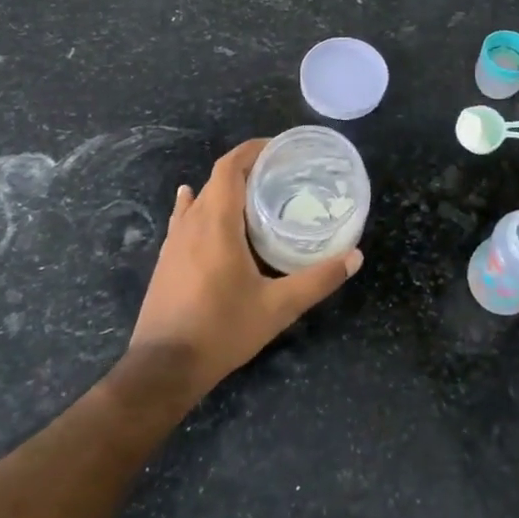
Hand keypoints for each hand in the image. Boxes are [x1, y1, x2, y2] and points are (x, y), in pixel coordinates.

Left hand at [129, 138, 360, 399]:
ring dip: (225, 188)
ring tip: (255, 192)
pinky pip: (184, 218)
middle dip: (247, 168)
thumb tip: (355, 257)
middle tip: (280, 173)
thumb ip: (318, 280)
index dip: (252, 150)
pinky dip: (198, 204)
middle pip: (217, 179)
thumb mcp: (278, 307)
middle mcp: (192, 223)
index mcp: (217, 223)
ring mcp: (174, 241)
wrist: (163, 369)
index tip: (279, 148)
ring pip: (200, 198)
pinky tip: (196, 204)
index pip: (229, 167)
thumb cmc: (221, 330)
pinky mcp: (166, 260)